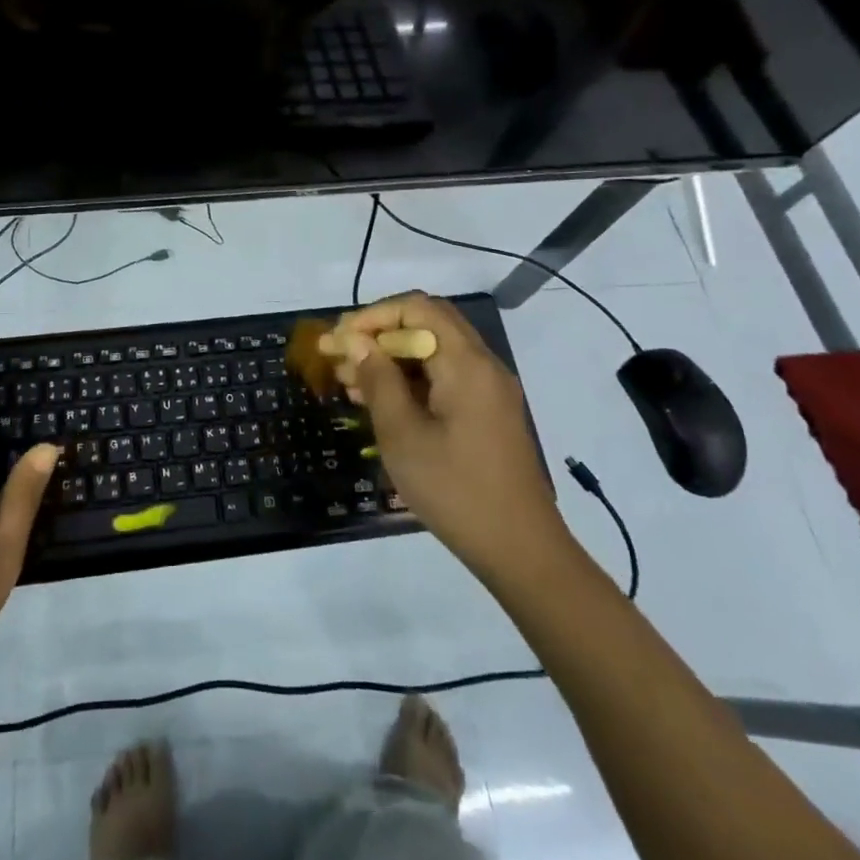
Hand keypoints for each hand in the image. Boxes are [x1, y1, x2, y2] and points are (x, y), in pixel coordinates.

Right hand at [329, 294, 575, 587]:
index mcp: (466, 363)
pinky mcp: (488, 413)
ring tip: (349, 380)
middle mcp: (483, 365)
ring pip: (434, 351)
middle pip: (427, 323)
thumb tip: (355, 341)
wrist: (520, 551)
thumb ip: (378, 380)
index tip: (339, 340)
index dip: (373, 316)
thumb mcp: (403, 434)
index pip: (417, 308)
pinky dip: (410, 379)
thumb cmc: (455, 489)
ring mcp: (489, 390)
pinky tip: (378, 402)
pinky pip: (444, 377)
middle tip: (341, 355)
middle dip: (379, 333)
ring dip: (392, 357)